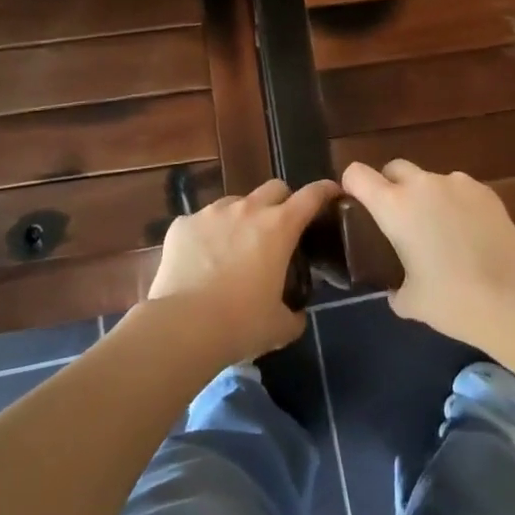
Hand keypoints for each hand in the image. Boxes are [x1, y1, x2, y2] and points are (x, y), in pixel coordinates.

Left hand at [147, 178, 335, 364]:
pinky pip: (200, 223)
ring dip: (242, 218)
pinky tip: (200, 262)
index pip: (311, 196)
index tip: (332, 193)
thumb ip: (294, 315)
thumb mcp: (279, 327)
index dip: (324, 191)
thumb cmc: (241, 324)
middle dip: (282, 202)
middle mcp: (247, 209)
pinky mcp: (182, 224)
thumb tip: (296, 314)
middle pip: (274, 188)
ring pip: (235, 203)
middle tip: (279, 229)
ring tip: (235, 248)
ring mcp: (211, 213)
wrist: (183, 326)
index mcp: (279, 227)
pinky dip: (206, 236)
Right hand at [340, 160, 514, 347]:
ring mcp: (457, 183)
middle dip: (389, 186)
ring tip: (440, 232)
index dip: (352, 186)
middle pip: (394, 168)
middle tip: (398, 221)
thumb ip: (393, 285)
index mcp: (394, 206)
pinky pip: (458, 190)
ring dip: (425, 197)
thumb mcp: (409, 301)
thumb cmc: (453, 301)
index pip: (357, 173)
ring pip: (429, 180)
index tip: (356, 207)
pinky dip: (455, 204)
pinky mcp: (486, 191)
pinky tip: (467, 235)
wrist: (514, 299)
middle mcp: (422, 185)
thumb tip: (395, 285)